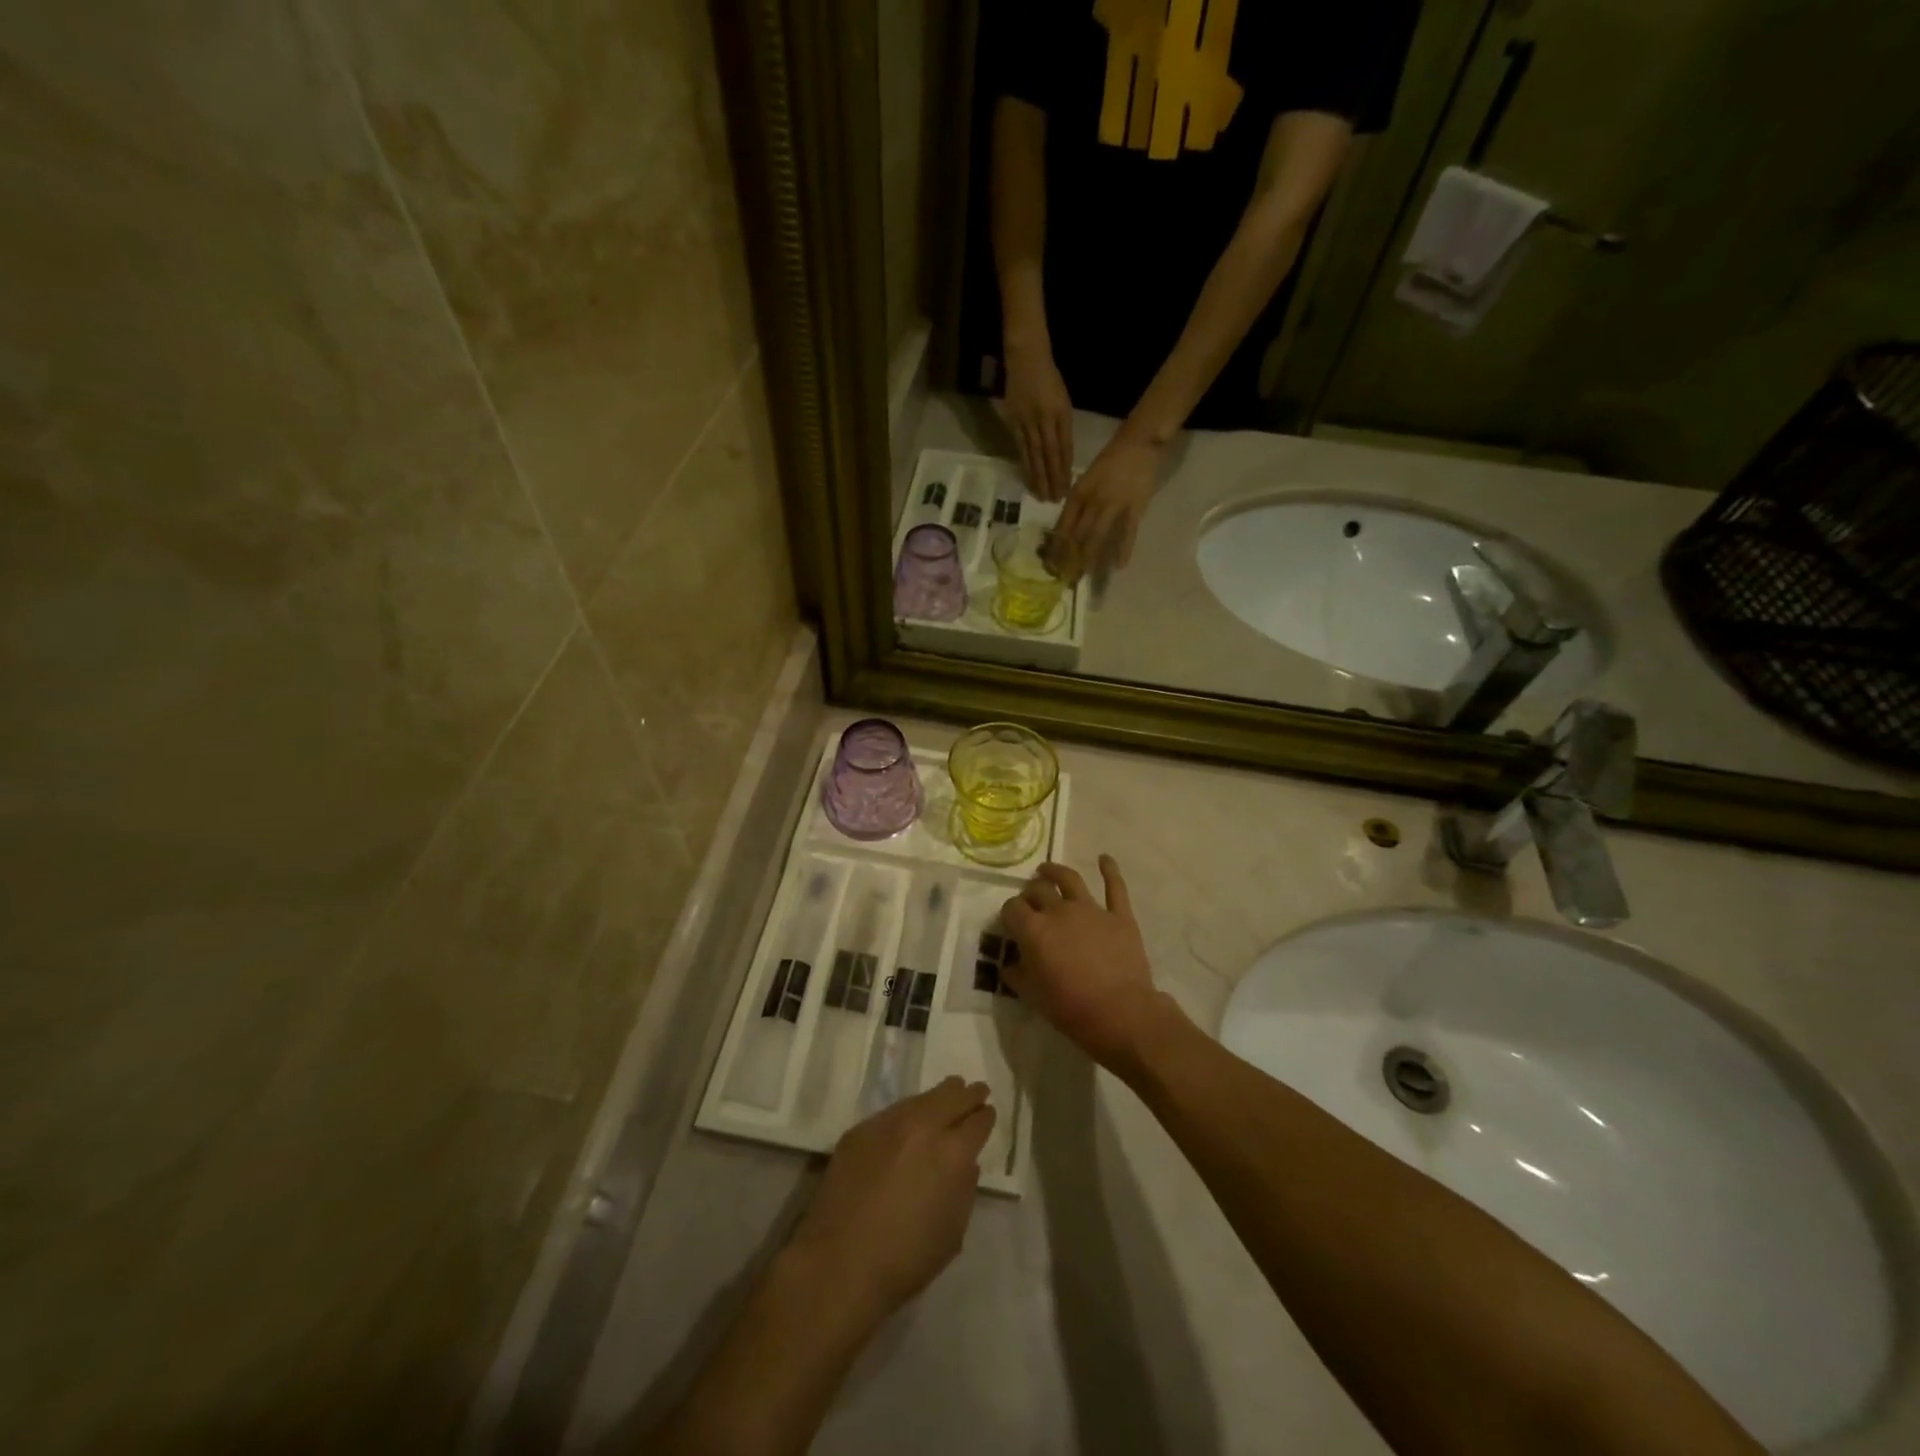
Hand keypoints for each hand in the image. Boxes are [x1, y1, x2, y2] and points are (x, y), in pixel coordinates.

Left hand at [785, 1077, 995, 1321]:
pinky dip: (909, 1111)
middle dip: (968, 1094)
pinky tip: (911, 1117)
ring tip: (948, 1091)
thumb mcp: (953, 1232)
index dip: (985, 1117)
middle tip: (977, 1090)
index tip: (988, 1113)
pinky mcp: (860, 1129)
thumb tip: (965, 1163)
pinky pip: (893, 1112)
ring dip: (939, 1096)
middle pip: (952, 1097)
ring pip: (922, 1098)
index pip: (978, 1121)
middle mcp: (924, 1127)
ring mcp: (888, 1123)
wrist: (839, 1263)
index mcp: (952, 1153)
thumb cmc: (905, 1260)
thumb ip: (964, 1189)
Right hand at [999, 856, 1170, 1070]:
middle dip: (1029, 893)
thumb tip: (1009, 964)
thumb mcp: (1033, 997)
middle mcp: (1060, 911)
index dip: (1009, 913)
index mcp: (1035, 930)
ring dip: (1055, 871)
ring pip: (1070, 879)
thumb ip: (1017, 976)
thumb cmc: (1072, 1009)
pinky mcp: (1119, 915)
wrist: (1122, 1014)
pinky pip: (1115, 887)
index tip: (1011, 922)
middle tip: (1029, 900)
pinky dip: (1110, 870)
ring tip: (1047, 870)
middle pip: (1038, 890)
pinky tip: (1104, 858)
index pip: (1012, 909)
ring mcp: (1092, 910)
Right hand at [1003, 339, 1074, 500]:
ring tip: (1041, 495)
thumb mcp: (1064, 401)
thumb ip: (1063, 427)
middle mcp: (1044, 419)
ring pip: (1033, 454)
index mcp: (1060, 413)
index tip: (1067, 487)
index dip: (1065, 468)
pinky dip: (1025, 464)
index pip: (1064, 447)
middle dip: (1052, 478)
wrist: (1026, 358)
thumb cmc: (1049, 379)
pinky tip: (1027, 477)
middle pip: (1049, 455)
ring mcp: (1026, 421)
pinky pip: (1020, 448)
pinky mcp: (1012, 422)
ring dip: (1038, 477)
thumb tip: (1062, 455)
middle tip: (1054, 499)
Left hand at [1048, 432, 1165, 583]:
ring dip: (1088, 557)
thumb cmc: (1110, 461)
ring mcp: (1115, 505)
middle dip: (1068, 557)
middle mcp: (1093, 500)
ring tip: (1082, 575)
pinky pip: (1128, 533)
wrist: (1138, 443)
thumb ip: (1078, 503)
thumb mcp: (1087, 479)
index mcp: (1079, 492)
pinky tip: (1119, 566)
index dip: (1056, 544)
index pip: (1064, 523)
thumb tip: (1065, 528)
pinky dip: (1123, 550)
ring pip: (1097, 536)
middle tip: (1063, 576)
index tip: (1050, 562)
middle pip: (1078, 534)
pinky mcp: (1135, 508)